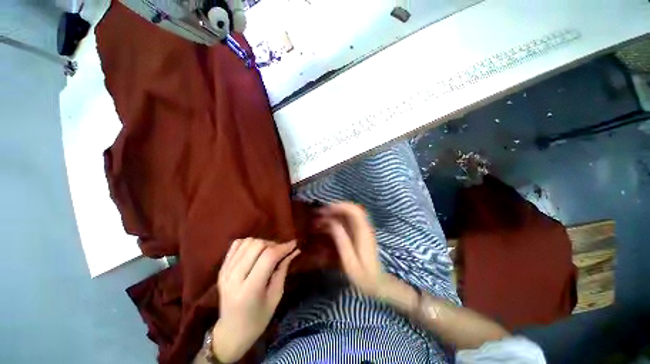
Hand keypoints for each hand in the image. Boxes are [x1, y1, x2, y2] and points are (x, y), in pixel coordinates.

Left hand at [212, 238, 299, 362]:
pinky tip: (255, 252)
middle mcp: (234, 277)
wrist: (231, 332)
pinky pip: (237, 245)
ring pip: (247, 242)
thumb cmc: (258, 319)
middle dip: (273, 245)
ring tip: (268, 252)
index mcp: (249, 289)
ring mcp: (225, 271)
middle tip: (280, 252)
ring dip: (262, 243)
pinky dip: (249, 244)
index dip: (283, 247)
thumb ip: (283, 270)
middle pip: (257, 246)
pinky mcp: (222, 268)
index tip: (294, 244)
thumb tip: (294, 250)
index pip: (268, 257)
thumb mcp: (275, 297)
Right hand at [319, 202, 419, 312]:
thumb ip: (342, 241)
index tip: (326, 210)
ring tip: (323, 217)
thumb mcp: (350, 261)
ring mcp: (363, 230)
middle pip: (352, 209)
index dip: (340, 206)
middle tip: (321, 212)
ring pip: (350, 214)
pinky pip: (349, 221)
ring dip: (337, 212)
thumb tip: (332, 223)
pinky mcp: (361, 234)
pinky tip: (330, 224)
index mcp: (363, 232)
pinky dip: (339, 219)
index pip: (354, 211)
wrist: (378, 284)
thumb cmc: (364, 276)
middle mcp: (365, 227)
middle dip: (336, 207)